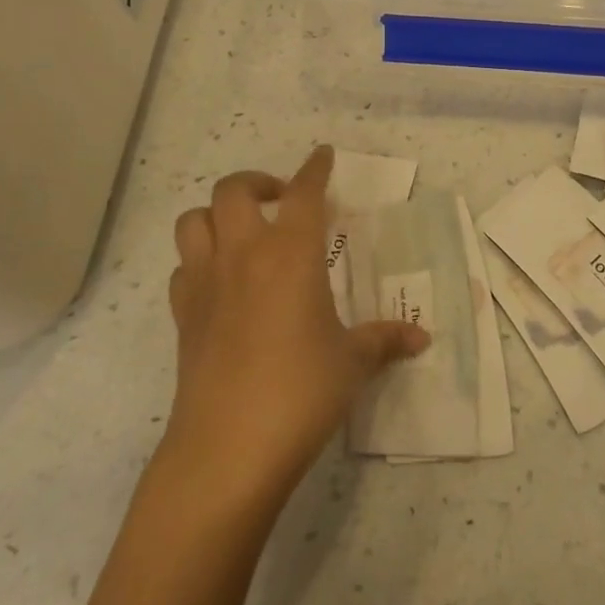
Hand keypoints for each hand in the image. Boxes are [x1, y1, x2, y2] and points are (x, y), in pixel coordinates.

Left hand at [163, 146, 427, 500]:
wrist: (227, 449)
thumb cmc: (301, 392)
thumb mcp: (352, 362)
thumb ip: (385, 341)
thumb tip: (422, 338)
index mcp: (291, 253)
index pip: (304, 192)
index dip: (315, 168)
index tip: (324, 155)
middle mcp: (243, 255)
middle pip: (233, 190)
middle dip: (258, 182)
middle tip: (281, 200)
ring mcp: (205, 284)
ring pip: (193, 221)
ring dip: (217, 215)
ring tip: (244, 233)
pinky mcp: (182, 316)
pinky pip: (183, 269)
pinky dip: (200, 262)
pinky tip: (222, 284)